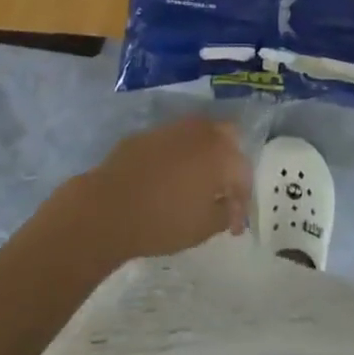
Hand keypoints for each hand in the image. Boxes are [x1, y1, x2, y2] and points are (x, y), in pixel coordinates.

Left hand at [66, 116, 252, 263]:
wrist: (110, 206)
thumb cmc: (163, 219)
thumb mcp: (203, 227)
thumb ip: (225, 214)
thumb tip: (229, 207)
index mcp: (220, 152)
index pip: (243, 172)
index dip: (242, 201)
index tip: (234, 226)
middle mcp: (201, 131)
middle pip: (228, 138)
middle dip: (230, 164)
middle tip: (222, 192)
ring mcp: (174, 127)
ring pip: (201, 135)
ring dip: (206, 156)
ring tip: (197, 185)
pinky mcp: (151, 132)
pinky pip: (176, 140)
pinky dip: (181, 156)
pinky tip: (171, 178)